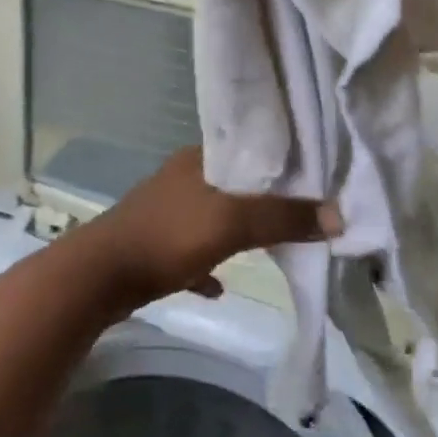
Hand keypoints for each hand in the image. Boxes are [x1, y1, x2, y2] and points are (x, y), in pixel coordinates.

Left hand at [72, 148, 328, 309]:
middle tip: (302, 218)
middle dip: (264, 203)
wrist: (99, 277)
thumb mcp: (231, 223)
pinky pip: (190, 252)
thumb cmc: (167, 236)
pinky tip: (219, 287)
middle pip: (234, 186)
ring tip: (271, 247)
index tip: (315, 180)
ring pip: (213, 218)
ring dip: (237, 233)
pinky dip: (207, 265)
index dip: (282, 164)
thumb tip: (338, 216)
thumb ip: (282, 217)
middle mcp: (182, 178)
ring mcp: (165, 212)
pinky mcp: (153, 245)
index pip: (249, 150)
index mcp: (198, 159)